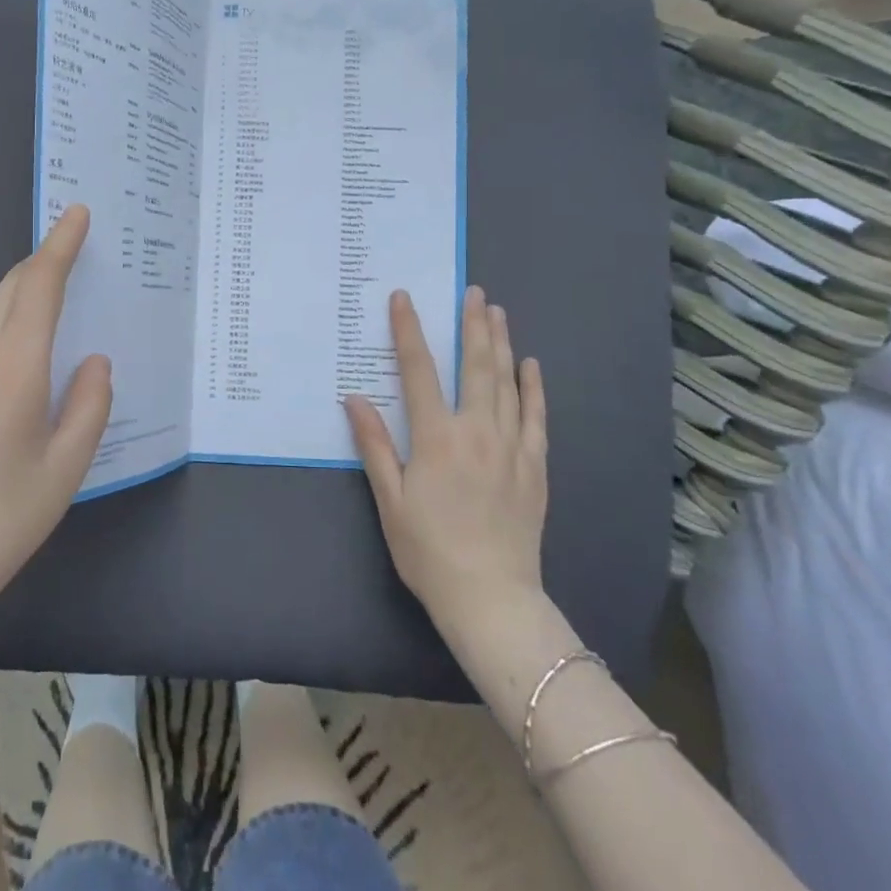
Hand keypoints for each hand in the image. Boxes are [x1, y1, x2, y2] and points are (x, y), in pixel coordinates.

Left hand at [0, 205, 112, 619]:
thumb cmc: (5, 516)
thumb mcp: (67, 465)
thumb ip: (89, 404)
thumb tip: (93, 361)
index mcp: (12, 368)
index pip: (38, 286)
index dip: (60, 246)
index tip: (76, 214)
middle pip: (8, 291)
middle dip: (41, 264)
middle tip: (72, 252)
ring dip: (18, 295)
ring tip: (49, 299)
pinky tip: (14, 352)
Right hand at [345, 287, 547, 634]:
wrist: (491, 598)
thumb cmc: (428, 550)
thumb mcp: (390, 499)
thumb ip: (374, 444)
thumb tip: (354, 398)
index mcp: (436, 437)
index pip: (419, 371)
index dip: (409, 331)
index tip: (404, 299)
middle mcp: (477, 432)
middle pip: (474, 366)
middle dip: (472, 325)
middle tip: (472, 291)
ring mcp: (511, 447)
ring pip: (507, 383)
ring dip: (501, 344)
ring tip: (497, 312)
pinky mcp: (535, 467)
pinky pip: (536, 417)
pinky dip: (534, 388)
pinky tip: (531, 366)